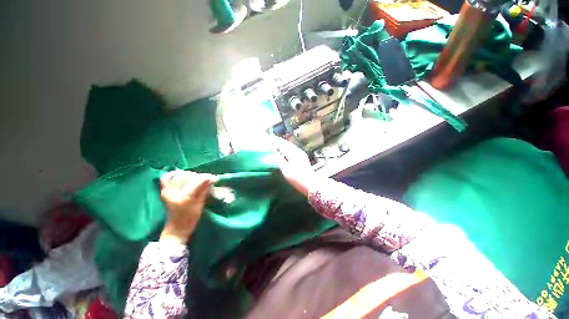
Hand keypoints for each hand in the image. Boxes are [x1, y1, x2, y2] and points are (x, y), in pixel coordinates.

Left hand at [159, 170, 217, 243]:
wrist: (177, 227)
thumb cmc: (191, 218)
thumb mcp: (201, 203)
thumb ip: (205, 189)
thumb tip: (212, 178)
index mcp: (183, 197)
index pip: (197, 181)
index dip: (208, 178)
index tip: (215, 178)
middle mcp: (172, 192)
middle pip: (188, 176)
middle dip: (199, 176)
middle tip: (206, 180)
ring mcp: (166, 190)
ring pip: (179, 175)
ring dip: (190, 175)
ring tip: (196, 180)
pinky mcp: (163, 190)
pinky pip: (167, 177)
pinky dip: (175, 174)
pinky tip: (182, 176)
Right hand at [269, 136, 317, 195]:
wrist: (311, 185)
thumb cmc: (297, 178)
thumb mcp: (286, 170)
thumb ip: (279, 160)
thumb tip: (274, 153)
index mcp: (294, 153)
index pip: (283, 144)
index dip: (275, 141)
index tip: (269, 138)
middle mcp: (298, 151)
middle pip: (287, 144)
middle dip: (279, 141)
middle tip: (271, 140)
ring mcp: (301, 154)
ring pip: (290, 147)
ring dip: (283, 145)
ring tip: (276, 145)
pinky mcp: (303, 158)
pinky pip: (293, 150)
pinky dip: (287, 149)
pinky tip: (284, 152)